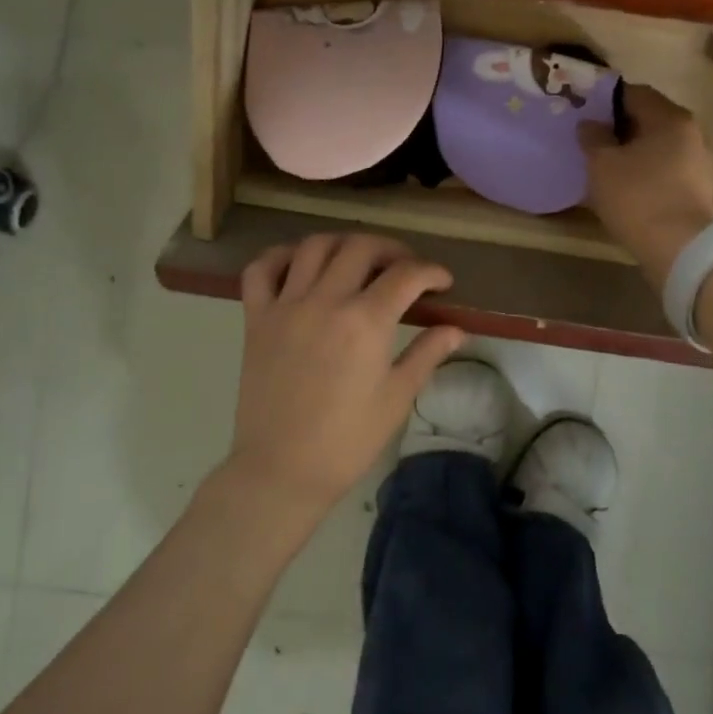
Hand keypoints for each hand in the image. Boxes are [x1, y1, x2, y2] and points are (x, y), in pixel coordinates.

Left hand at [221, 233, 465, 519]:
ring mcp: (285, 306)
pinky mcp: (256, 318)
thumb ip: (427, 354)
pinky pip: (261, 269)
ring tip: (359, 261)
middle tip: (405, 269)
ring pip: (314, 246)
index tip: (443, 283)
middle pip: (362, 247)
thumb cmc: (347, 440)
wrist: (282, 469)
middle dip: (392, 250)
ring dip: (344, 244)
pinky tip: (301, 265)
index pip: (406, 275)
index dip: (431, 272)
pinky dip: (282, 256)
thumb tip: (457, 329)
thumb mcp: (397, 398)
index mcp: (365, 322)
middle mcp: (325, 301)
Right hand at [579, 84, 712, 289]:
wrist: (680, 249)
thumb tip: (590, 123)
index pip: (634, 93)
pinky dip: (646, 172)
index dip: (606, 99)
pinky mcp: (698, 190)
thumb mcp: (602, 165)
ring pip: (658, 146)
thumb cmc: (638, 197)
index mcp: (670, 118)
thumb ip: (593, 137)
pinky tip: (626, 188)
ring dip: (633, 152)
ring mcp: (699, 162)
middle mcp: (691, 133)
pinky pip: (665, 170)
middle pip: (649, 119)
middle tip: (590, 139)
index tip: (583, 112)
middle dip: (619, 127)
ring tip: (605, 166)